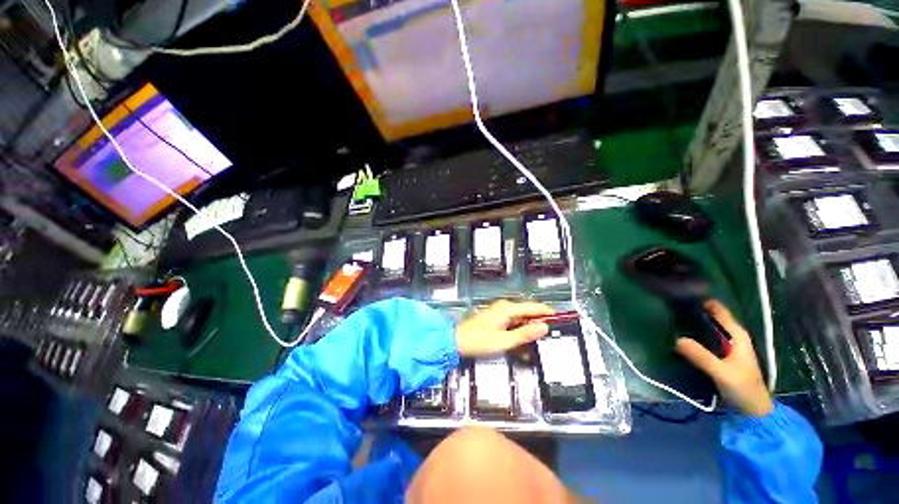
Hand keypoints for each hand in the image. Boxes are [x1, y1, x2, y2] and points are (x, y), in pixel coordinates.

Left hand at [455, 300, 554, 356]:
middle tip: (553, 337)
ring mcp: (500, 313)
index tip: (563, 320)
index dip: (549, 313)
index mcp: (508, 309)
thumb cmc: (480, 341)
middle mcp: (505, 307)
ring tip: (540, 344)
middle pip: (528, 314)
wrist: (456, 341)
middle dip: (539, 325)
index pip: (534, 307)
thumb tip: (545, 327)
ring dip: (529, 332)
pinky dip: (519, 333)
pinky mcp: (496, 320)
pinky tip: (523, 346)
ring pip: (521, 320)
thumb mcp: (505, 340)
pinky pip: (513, 325)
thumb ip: (525, 333)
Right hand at [675, 300, 773, 416]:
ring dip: (693, 324)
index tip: (684, 293)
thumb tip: (676, 338)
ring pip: (708, 329)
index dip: (705, 302)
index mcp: (737, 336)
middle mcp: (732, 338)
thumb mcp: (721, 372)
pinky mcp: (719, 357)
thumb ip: (701, 356)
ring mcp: (726, 348)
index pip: (721, 312)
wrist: (752, 411)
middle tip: (671, 305)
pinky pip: (704, 340)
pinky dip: (693, 336)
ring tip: (671, 317)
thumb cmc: (743, 388)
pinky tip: (679, 335)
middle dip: (695, 312)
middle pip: (712, 319)